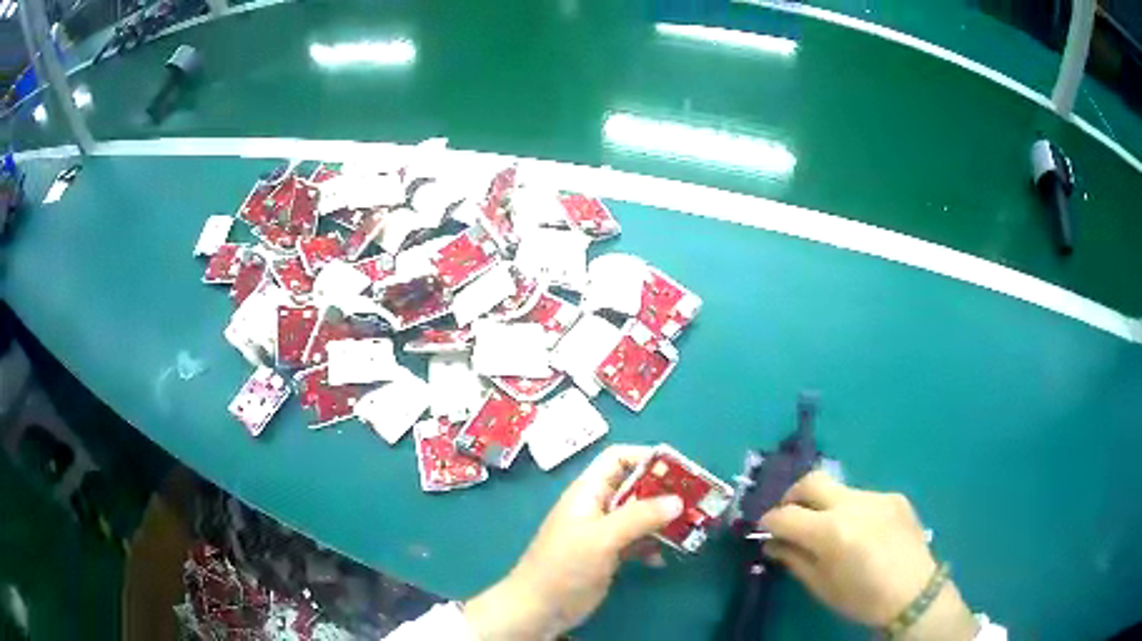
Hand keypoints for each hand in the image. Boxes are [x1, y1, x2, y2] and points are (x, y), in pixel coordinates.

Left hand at [464, 445, 682, 639]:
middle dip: (664, 492)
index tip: (679, 469)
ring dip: (662, 521)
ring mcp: (602, 532)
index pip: (618, 460)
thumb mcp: (602, 538)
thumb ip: (639, 517)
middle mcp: (596, 507)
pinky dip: (651, 545)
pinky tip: (661, 559)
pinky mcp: (607, 555)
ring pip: (639, 516)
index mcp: (588, 492)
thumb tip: (678, 500)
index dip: (646, 458)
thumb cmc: (565, 566)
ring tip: (689, 529)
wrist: (539, 608)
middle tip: (696, 501)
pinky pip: (636, 541)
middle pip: (634, 487)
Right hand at [761, 472, 976, 640]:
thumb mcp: (821, 586)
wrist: (914, 593)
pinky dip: (851, 509)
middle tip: (789, 514)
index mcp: (832, 532)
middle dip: (792, 495)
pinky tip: (860, 531)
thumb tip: (773, 543)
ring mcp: (877, 496)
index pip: (786, 515)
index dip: (769, 521)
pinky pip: (863, 496)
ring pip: (838, 489)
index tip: (765, 529)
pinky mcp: (895, 496)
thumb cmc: (862, 598)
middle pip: (811, 481)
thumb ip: (794, 559)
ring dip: (824, 504)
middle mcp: (853, 504)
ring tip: (829, 529)